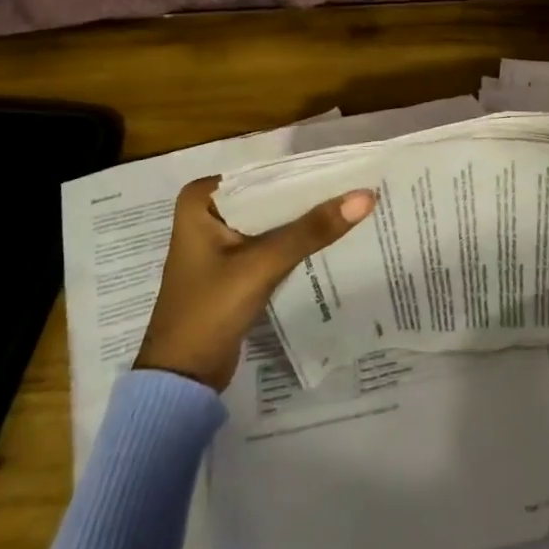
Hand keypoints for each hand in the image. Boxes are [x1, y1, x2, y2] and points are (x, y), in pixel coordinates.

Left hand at [134, 176, 376, 390]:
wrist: (182, 379)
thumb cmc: (209, 312)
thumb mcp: (262, 265)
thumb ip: (312, 230)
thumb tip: (365, 196)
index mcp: (201, 199)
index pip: (264, 173)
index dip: (307, 172)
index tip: (349, 168)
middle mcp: (209, 211)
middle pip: (271, 195)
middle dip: (310, 195)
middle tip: (359, 186)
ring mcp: (222, 239)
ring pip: (275, 218)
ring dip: (307, 218)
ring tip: (355, 205)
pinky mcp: (235, 264)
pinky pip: (273, 240)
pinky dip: (298, 240)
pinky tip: (332, 235)